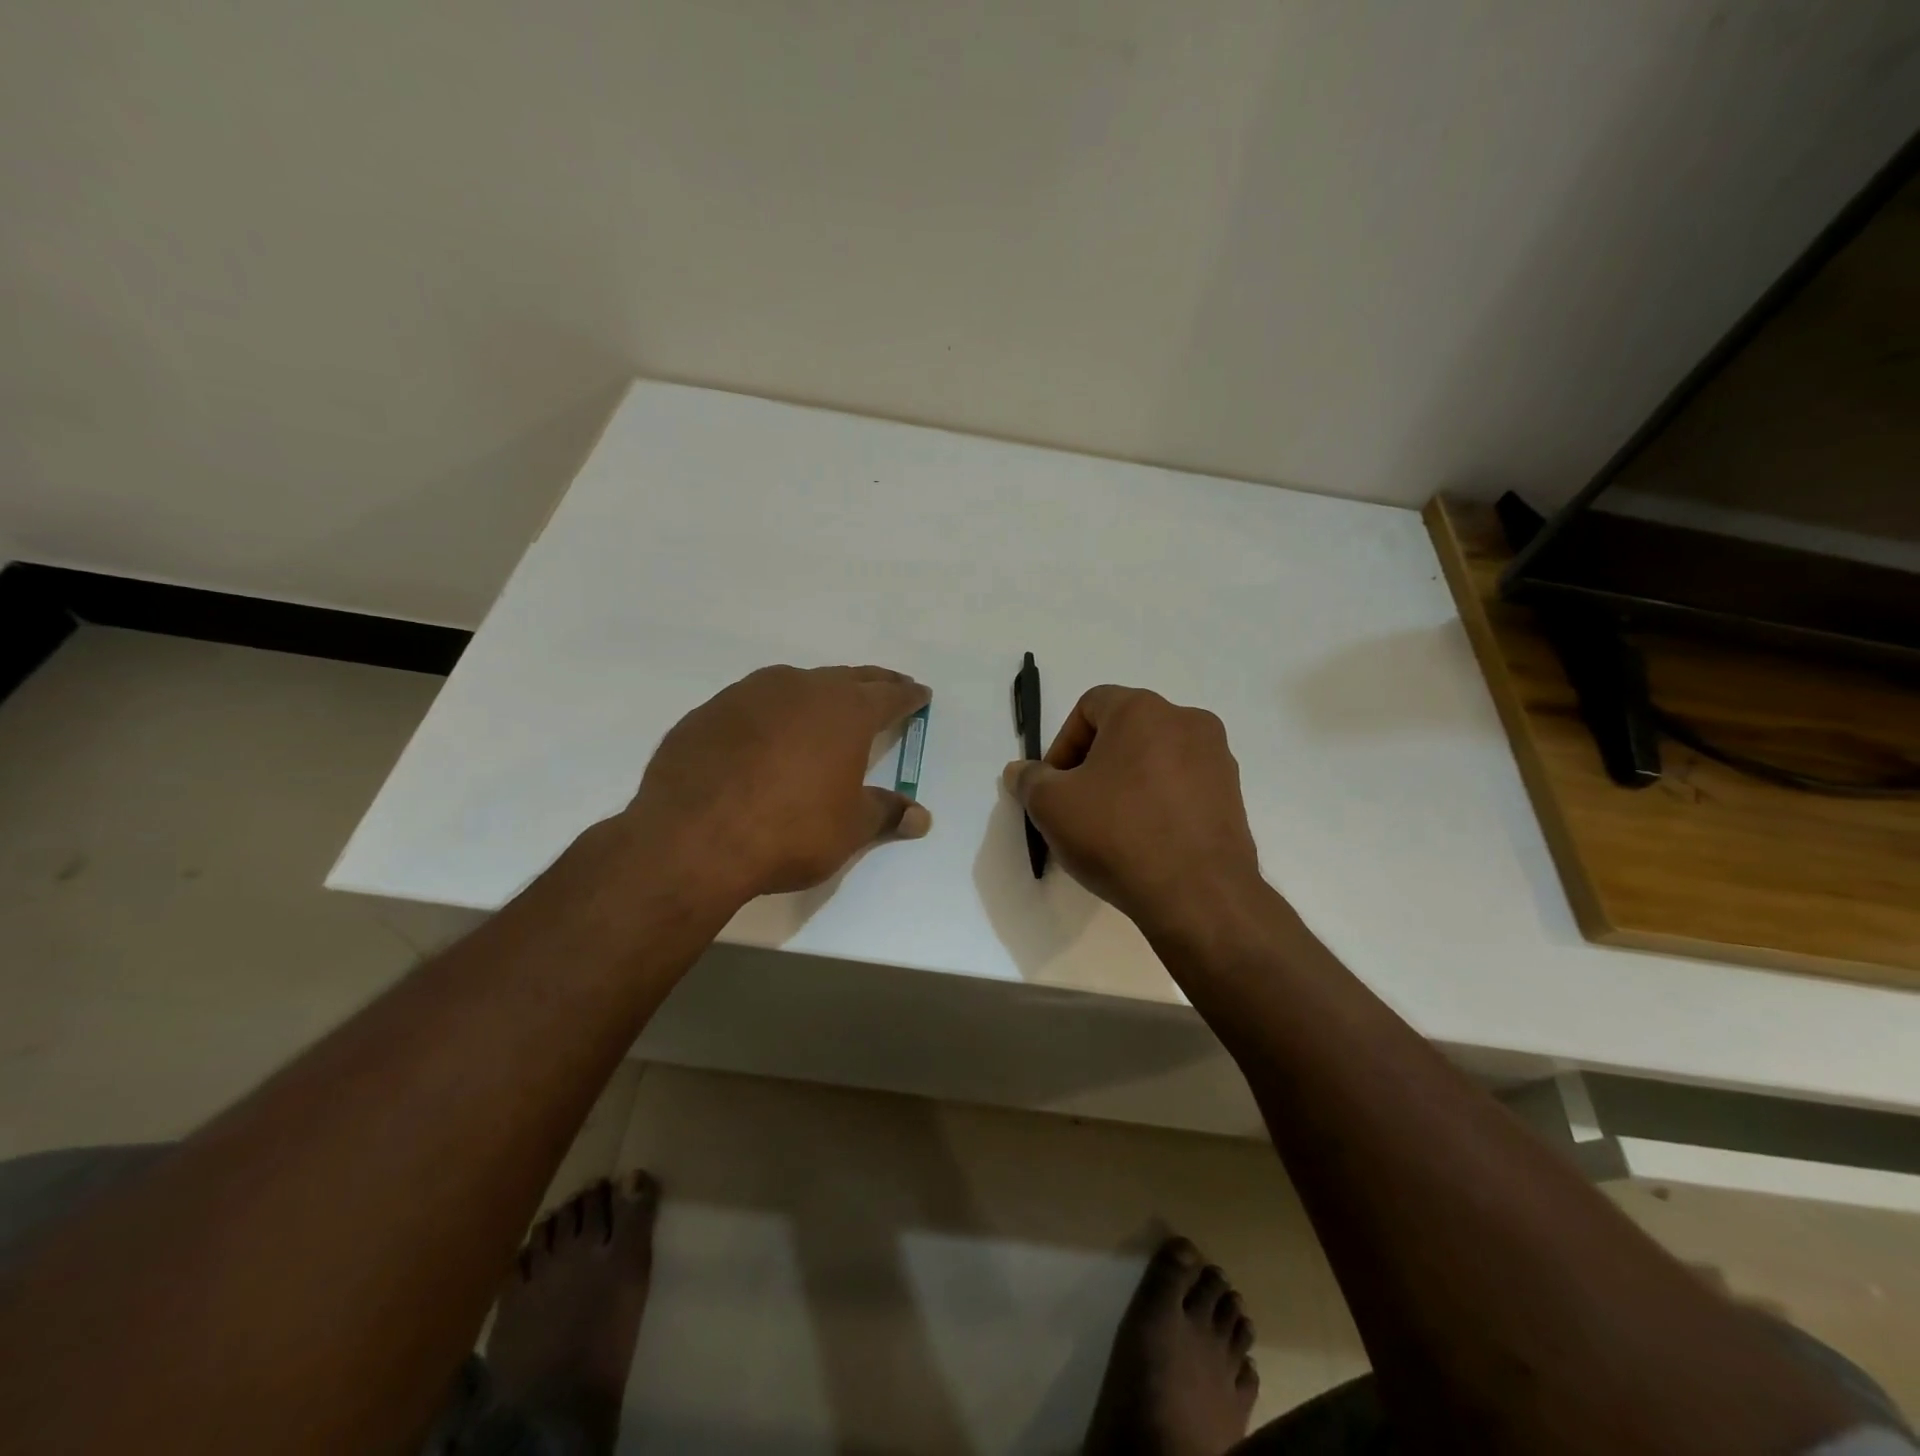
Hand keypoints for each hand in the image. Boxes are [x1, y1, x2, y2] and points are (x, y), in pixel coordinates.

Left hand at [623, 665, 931, 905]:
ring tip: (827, 707)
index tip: (920, 695)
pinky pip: (753, 704)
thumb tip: (921, 817)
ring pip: (796, 684)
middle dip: (871, 684)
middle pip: (846, 678)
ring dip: (818, 693)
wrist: (692, 838)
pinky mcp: (709, 712)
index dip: (908, 697)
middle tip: (888, 688)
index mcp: (844, 711)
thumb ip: (886, 813)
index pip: (888, 696)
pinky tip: (766, 736)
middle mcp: (800, 689)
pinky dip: (771, 713)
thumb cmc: (789, 832)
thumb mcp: (849, 829)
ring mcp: (749, 695)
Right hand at [1002, 685, 1262, 933]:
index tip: (1054, 786)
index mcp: (1143, 710)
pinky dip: (1159, 803)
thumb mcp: (1052, 806)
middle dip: (1094, 764)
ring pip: (1156, 759)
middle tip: (1077, 806)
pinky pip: (1182, 787)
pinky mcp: (1233, 796)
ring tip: (1111, 829)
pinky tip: (1145, 842)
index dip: (1063, 743)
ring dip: (1127, 784)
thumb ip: (1030, 780)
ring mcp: (1217, 759)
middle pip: (1125, 731)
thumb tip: (1019, 771)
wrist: (1198, 894)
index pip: (1090, 706)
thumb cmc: (1117, 834)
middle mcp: (1186, 721)